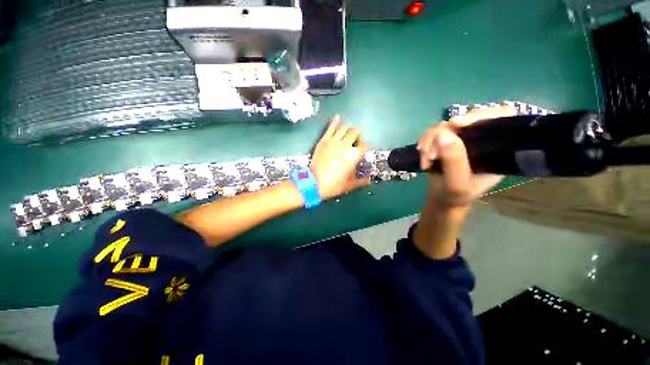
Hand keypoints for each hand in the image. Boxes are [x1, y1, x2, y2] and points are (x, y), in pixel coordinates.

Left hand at [310, 116, 370, 199]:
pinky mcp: (323, 140)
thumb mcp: (350, 184)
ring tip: (348, 132)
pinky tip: (338, 117)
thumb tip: (369, 180)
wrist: (315, 182)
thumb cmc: (334, 184)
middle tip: (356, 140)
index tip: (366, 149)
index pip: (365, 145)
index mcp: (354, 155)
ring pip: (344, 127)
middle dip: (358, 135)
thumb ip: (361, 181)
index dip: (367, 146)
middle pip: (355, 132)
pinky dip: (335, 121)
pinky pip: (330, 127)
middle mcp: (345, 145)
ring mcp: (333, 141)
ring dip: (348, 128)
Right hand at [417, 106, 515, 212]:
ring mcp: (460, 139)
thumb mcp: (457, 185)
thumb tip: (442, 134)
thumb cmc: (455, 196)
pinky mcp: (444, 142)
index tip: (456, 124)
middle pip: (465, 119)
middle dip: (443, 133)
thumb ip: (454, 162)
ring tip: (426, 159)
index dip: (481, 115)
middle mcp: (479, 139)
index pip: (500, 117)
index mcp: (496, 148)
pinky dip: (424, 144)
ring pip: (444, 125)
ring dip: (429, 141)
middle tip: (432, 153)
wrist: (441, 199)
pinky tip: (423, 157)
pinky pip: (431, 133)